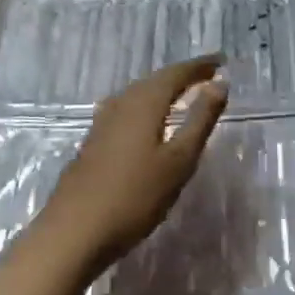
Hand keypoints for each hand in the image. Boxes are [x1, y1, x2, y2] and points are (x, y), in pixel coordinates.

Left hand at [41, 55, 229, 269]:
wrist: (73, 233)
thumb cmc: (135, 197)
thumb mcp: (179, 160)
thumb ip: (200, 119)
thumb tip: (219, 83)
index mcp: (144, 103)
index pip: (176, 73)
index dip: (199, 66)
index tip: (221, 61)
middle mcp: (121, 104)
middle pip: (154, 80)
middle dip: (181, 75)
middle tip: (205, 75)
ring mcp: (102, 123)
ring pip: (137, 94)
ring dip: (161, 90)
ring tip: (180, 94)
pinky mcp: (93, 142)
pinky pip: (126, 110)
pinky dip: (145, 106)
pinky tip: (146, 121)